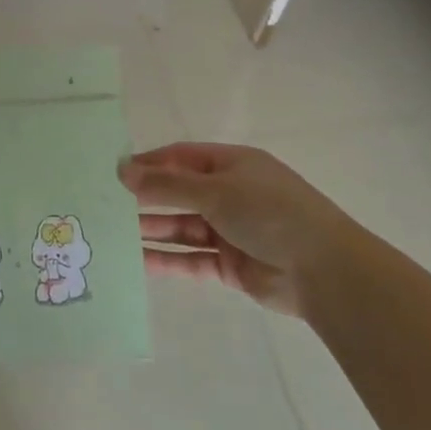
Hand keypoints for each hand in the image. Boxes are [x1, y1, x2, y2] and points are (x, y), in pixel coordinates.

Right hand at [120, 142, 352, 314]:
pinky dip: (167, 260)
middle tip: (105, 205)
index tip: (114, 173)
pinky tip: (138, 262)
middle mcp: (230, 194)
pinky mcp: (231, 265)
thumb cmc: (270, 214)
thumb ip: (166, 184)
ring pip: (182, 227)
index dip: (148, 164)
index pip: (180, 158)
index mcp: (232, 165)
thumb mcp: (215, 190)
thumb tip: (122, 170)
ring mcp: (231, 230)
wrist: (325, 272)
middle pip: (179, 193)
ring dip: (152, 230)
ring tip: (112, 234)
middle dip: (146, 199)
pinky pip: (192, 259)